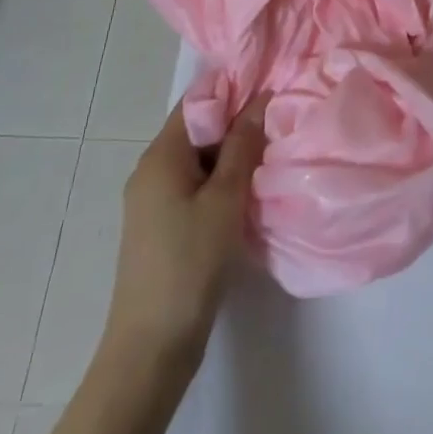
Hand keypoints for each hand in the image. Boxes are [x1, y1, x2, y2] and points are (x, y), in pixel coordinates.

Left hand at [101, 98, 266, 363]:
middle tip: (281, 118)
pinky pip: (197, 185)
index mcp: (160, 156)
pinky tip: (252, 188)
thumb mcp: (225, 198)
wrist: (151, 347)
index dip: (233, 89)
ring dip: (233, 153)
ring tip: (274, 149)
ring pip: (201, 159)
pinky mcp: (164, 225)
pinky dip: (223, 179)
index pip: (197, 102)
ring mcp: (155, 200)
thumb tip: (261, 98)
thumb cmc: (189, 262)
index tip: (271, 86)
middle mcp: (152, 170)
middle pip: (199, 129)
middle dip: (238, 122)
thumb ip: (244, 145)